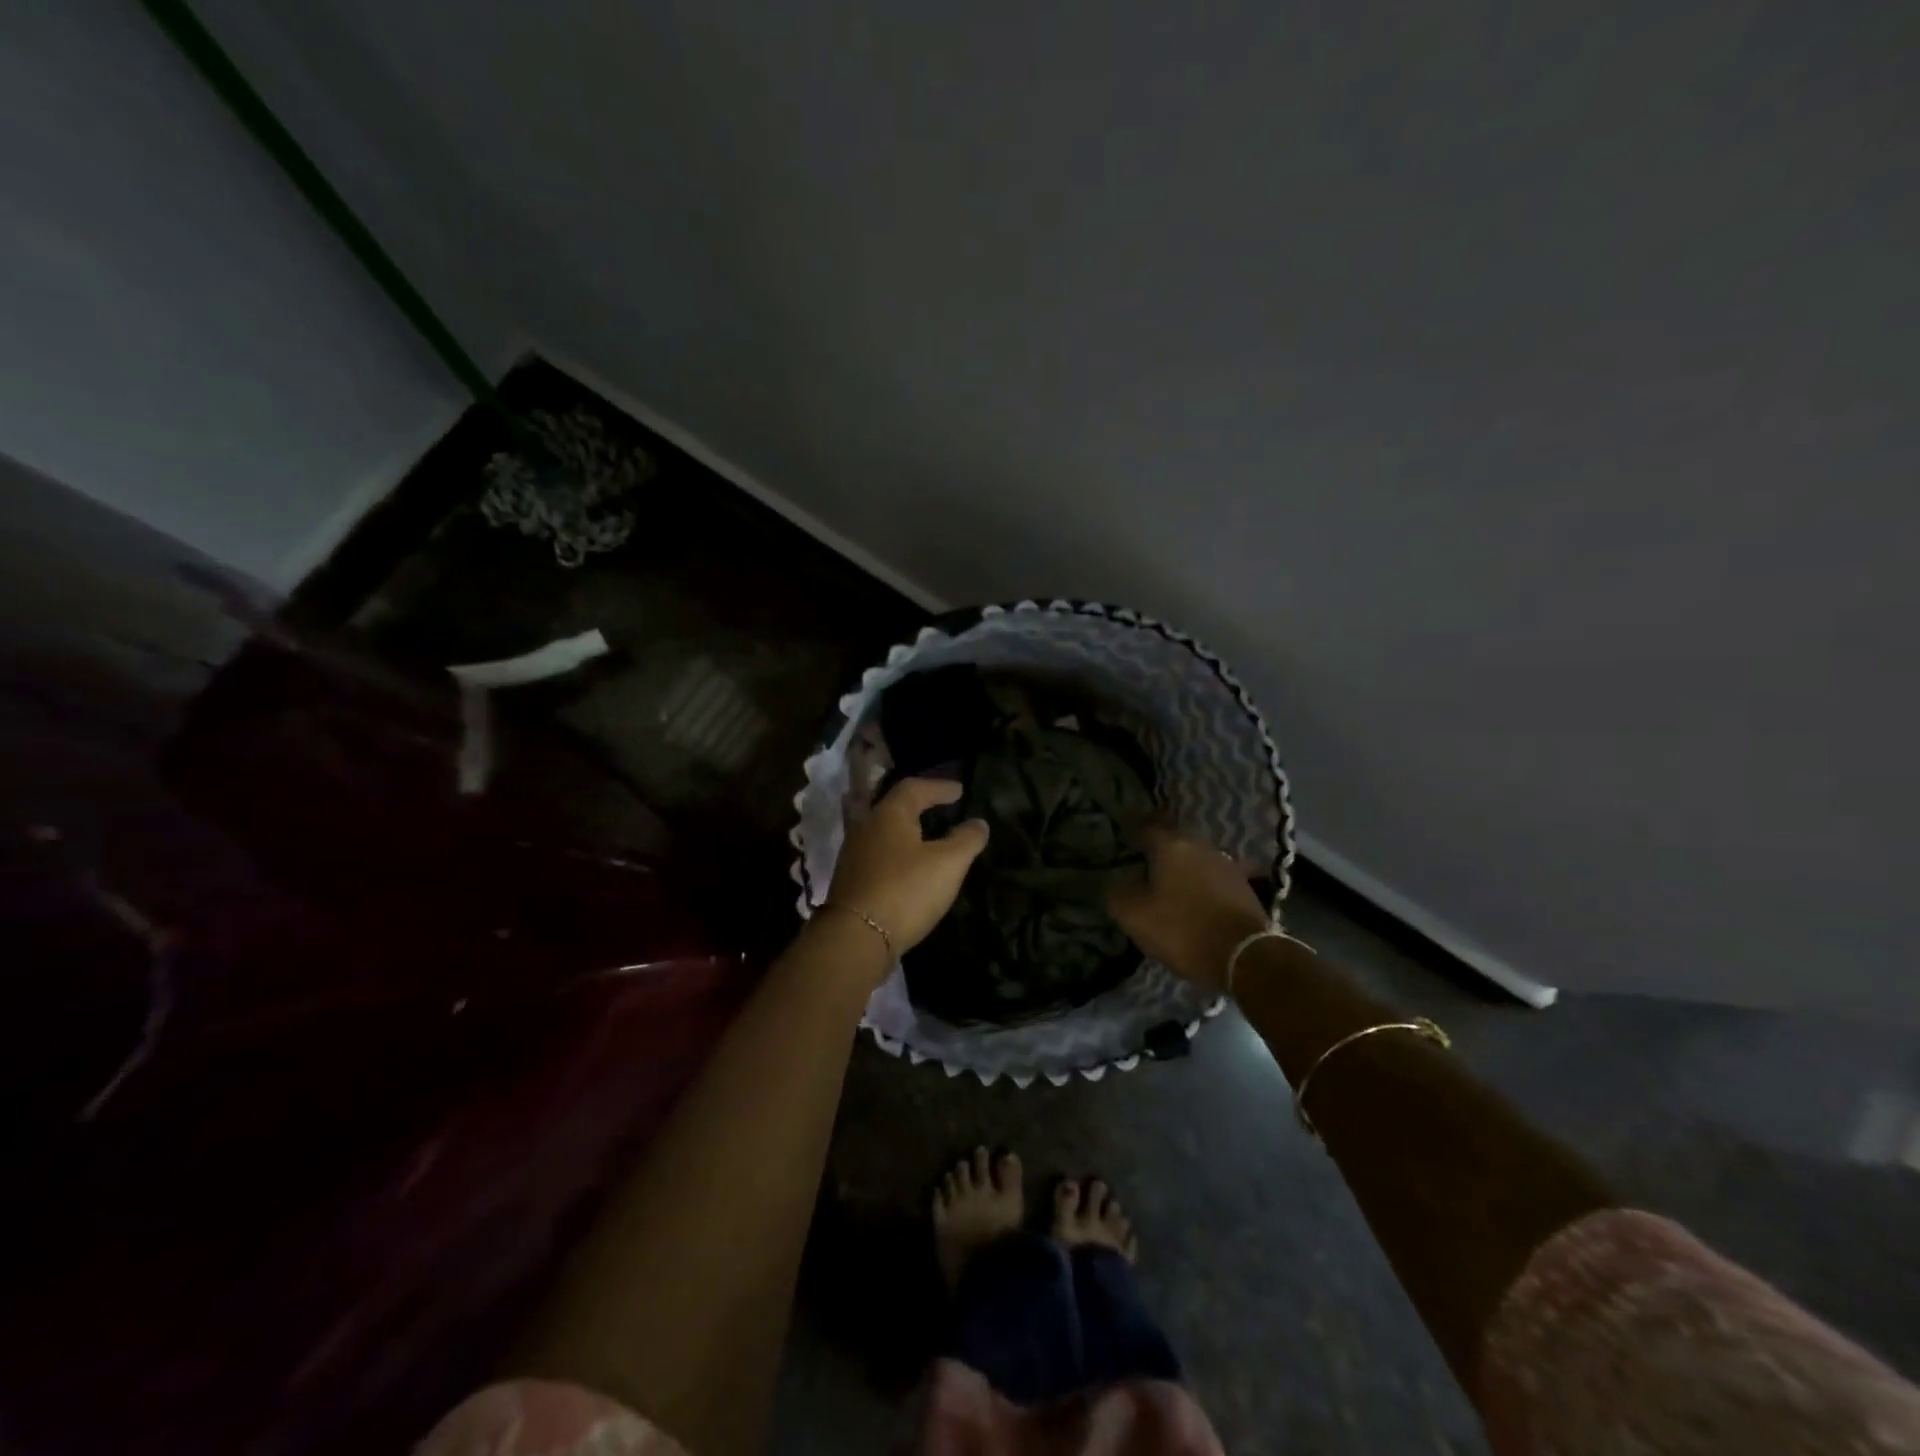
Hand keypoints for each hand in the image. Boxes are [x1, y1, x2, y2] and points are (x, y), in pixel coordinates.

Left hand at [825, 778, 989, 955]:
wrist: (856, 937)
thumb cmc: (906, 890)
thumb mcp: (948, 864)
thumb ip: (966, 840)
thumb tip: (979, 823)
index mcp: (889, 814)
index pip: (914, 788)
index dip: (939, 787)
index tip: (959, 791)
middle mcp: (866, 827)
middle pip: (894, 808)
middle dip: (919, 806)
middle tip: (941, 808)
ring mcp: (854, 855)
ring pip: (883, 833)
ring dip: (906, 831)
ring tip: (928, 839)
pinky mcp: (850, 880)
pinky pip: (877, 856)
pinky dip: (896, 854)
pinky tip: (908, 868)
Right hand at [1109, 826, 1268, 993]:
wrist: (1246, 956)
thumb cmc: (1184, 930)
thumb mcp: (1136, 917)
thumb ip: (1118, 895)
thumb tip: (1115, 885)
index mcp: (1171, 846)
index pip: (1145, 827)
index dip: (1131, 830)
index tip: (1120, 833)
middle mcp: (1200, 846)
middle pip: (1173, 841)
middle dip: (1157, 848)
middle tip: (1141, 859)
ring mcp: (1226, 864)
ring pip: (1195, 858)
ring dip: (1181, 866)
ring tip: (1167, 880)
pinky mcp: (1243, 886)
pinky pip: (1212, 877)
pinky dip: (1200, 883)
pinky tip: (1194, 895)